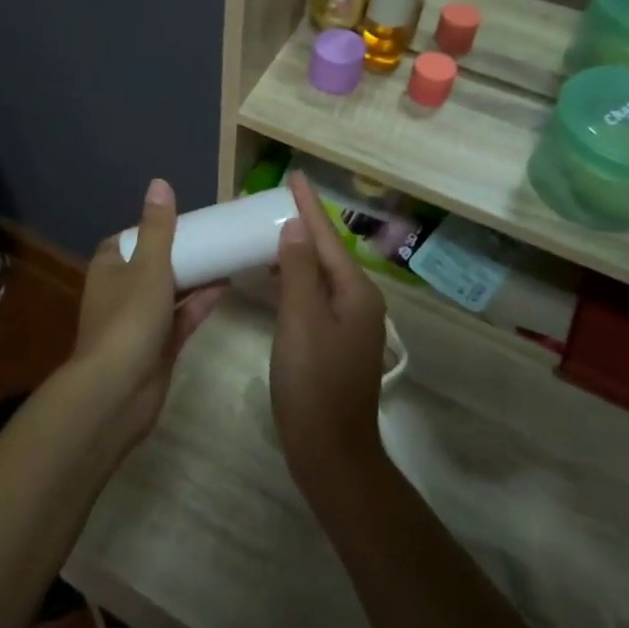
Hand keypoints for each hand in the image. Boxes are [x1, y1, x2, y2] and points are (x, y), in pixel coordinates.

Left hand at [73, 178, 226, 450]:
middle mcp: (121, 292)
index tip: (181, 219)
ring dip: (194, 277)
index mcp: (109, 268)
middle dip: (179, 253)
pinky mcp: (158, 348)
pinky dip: (200, 303)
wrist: (118, 392)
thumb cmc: (129, 319)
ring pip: (170, 292)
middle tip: (213, 236)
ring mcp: (140, 323)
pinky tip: (226, 287)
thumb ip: (159, 227)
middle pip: (152, 265)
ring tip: (226, 256)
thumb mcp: (148, 265)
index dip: (152, 228)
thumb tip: (159, 183)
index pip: (128, 239)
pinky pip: (182, 318)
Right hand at [269, 173, 391, 505]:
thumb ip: (299, 271)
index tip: (294, 176)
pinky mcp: (335, 342)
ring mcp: (349, 324)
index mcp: (356, 292)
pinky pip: (315, 296)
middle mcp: (359, 302)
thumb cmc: (314, 383)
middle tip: (273, 202)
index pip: (327, 237)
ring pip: (321, 275)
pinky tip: (275, 277)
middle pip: (327, 253)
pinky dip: (295, 279)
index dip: (309, 206)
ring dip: (298, 252)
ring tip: (269, 231)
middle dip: (303, 225)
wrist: (331, 451)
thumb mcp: (301, 320)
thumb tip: (296, 228)